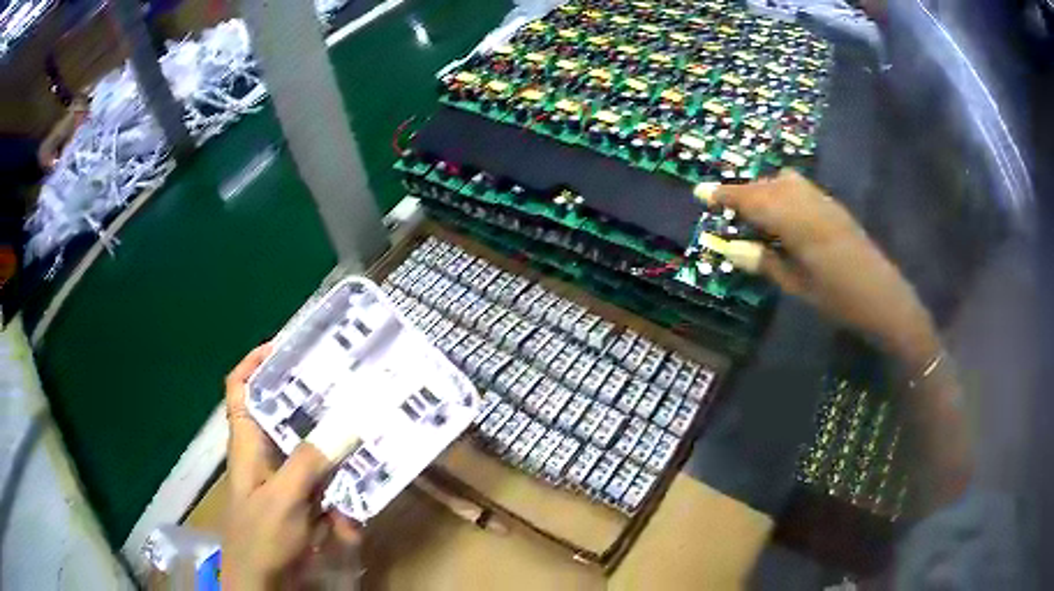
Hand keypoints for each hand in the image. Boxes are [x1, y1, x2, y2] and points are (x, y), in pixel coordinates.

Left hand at [222, 344, 359, 589]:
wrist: (263, 583)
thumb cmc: (261, 537)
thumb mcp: (283, 499)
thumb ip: (309, 463)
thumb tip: (344, 425)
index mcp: (247, 443)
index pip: (240, 389)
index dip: (256, 363)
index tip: (286, 347)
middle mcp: (264, 455)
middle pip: (282, 415)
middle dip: (310, 403)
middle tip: (343, 387)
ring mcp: (283, 480)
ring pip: (309, 452)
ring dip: (333, 454)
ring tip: (364, 441)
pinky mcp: (300, 503)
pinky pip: (324, 487)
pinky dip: (340, 494)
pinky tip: (356, 512)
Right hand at [714, 170, 939, 369]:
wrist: (885, 298)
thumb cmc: (840, 299)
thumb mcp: (798, 286)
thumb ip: (764, 262)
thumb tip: (729, 247)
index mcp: (795, 222)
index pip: (751, 199)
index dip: (724, 195)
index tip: (700, 192)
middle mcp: (807, 202)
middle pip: (766, 186)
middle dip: (742, 192)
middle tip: (724, 208)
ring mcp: (823, 201)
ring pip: (784, 182)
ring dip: (763, 190)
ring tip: (753, 213)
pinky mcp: (834, 206)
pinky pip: (800, 188)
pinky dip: (782, 192)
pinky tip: (782, 215)